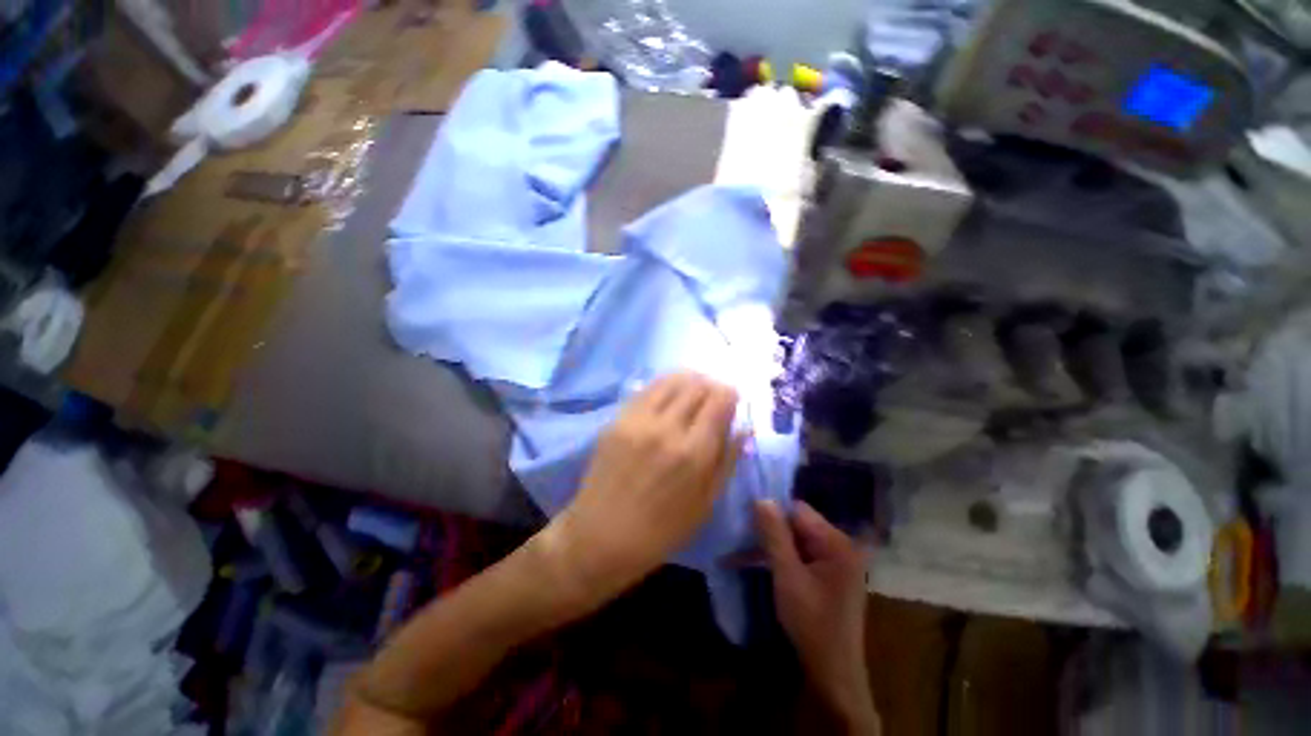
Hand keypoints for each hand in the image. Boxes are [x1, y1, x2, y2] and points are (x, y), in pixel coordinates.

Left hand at [542, 372, 742, 609]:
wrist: (600, 536)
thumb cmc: (660, 530)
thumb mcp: (705, 503)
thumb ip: (727, 460)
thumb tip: (743, 427)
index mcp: (694, 453)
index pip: (720, 401)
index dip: (730, 395)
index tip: (732, 400)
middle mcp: (667, 428)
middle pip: (697, 385)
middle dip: (711, 386)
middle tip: (713, 398)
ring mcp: (638, 420)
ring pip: (672, 380)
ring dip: (689, 381)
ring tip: (693, 392)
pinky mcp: (618, 419)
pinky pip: (647, 389)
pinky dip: (664, 386)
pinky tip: (668, 396)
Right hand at [755, 500, 879, 733]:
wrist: (833, 674)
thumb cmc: (811, 623)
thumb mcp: (787, 576)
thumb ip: (774, 535)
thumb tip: (761, 498)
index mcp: (836, 542)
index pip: (798, 510)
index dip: (772, 512)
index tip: (746, 518)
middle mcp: (839, 546)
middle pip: (797, 524)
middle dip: (769, 530)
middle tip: (740, 536)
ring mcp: (835, 561)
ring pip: (795, 540)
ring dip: (771, 546)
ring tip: (740, 550)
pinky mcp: (827, 575)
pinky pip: (800, 555)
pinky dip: (780, 558)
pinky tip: (757, 562)